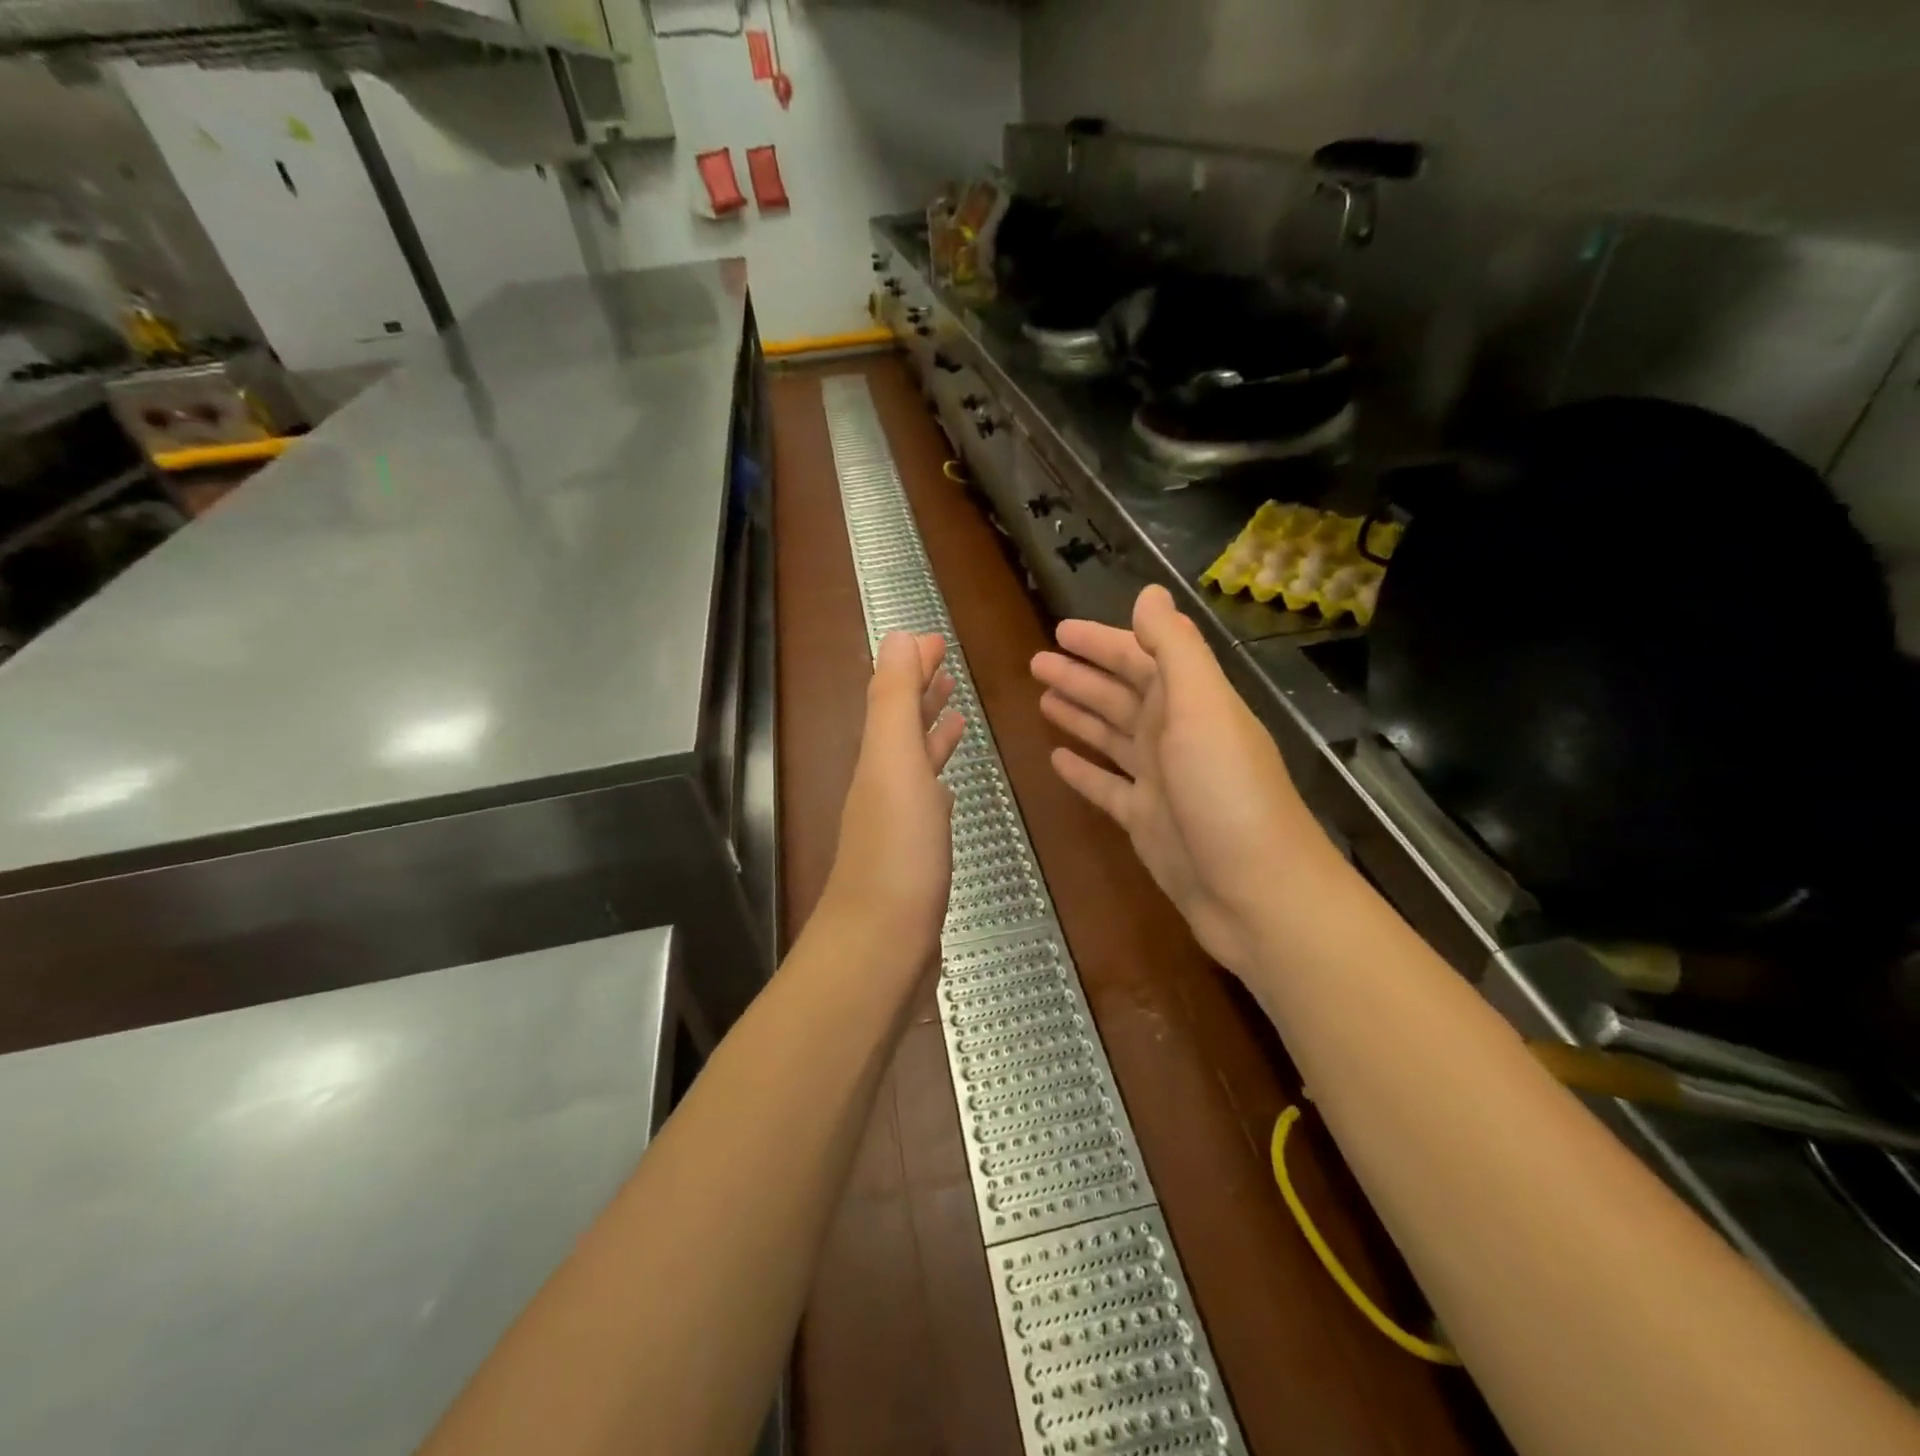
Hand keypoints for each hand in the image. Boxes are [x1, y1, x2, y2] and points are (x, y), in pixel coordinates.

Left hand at [820, 632, 965, 962]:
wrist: (882, 946)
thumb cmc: (898, 851)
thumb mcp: (894, 762)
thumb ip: (894, 699)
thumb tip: (898, 636)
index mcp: (879, 758)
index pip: (893, 696)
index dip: (912, 665)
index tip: (936, 639)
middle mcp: (883, 785)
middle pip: (901, 726)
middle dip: (921, 692)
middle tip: (947, 666)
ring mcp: (898, 824)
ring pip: (915, 763)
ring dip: (931, 733)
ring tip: (956, 713)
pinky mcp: (915, 857)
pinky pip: (928, 804)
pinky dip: (938, 783)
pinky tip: (949, 789)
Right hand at [1031, 585, 1331, 975]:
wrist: (1254, 892)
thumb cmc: (1226, 792)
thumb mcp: (1203, 707)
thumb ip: (1174, 648)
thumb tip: (1150, 592)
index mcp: (1189, 703)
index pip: (1139, 658)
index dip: (1101, 642)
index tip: (1060, 631)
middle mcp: (1174, 735)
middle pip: (1120, 695)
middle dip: (1080, 676)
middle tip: (1036, 663)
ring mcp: (1159, 781)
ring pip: (1110, 736)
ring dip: (1079, 715)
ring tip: (1041, 699)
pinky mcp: (1145, 821)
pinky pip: (1106, 786)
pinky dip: (1083, 771)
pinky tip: (1057, 759)